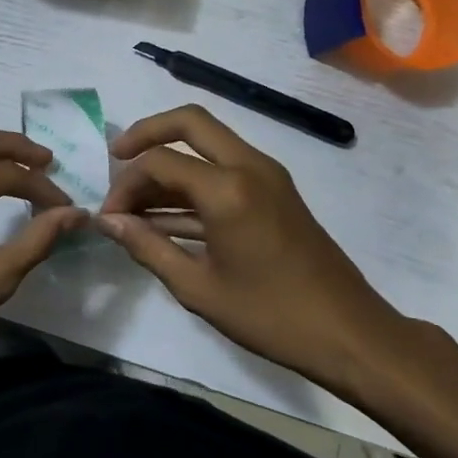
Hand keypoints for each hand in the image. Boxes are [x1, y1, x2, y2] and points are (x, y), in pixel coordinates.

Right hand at [97, 105, 422, 403]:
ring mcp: (267, 176)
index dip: (125, 185)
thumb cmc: (270, 315)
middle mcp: (249, 166)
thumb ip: (147, 247)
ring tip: (135, 201)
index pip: (159, 161)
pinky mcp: (275, 192)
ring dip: (170, 162)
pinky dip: (193, 182)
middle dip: (147, 134)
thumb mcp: (197, 287)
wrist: (350, 334)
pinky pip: (225, 169)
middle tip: (116, 158)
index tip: (108, 216)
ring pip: (208, 144)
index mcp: (228, 189)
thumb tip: (107, 222)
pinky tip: (166, 216)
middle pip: (190, 123)